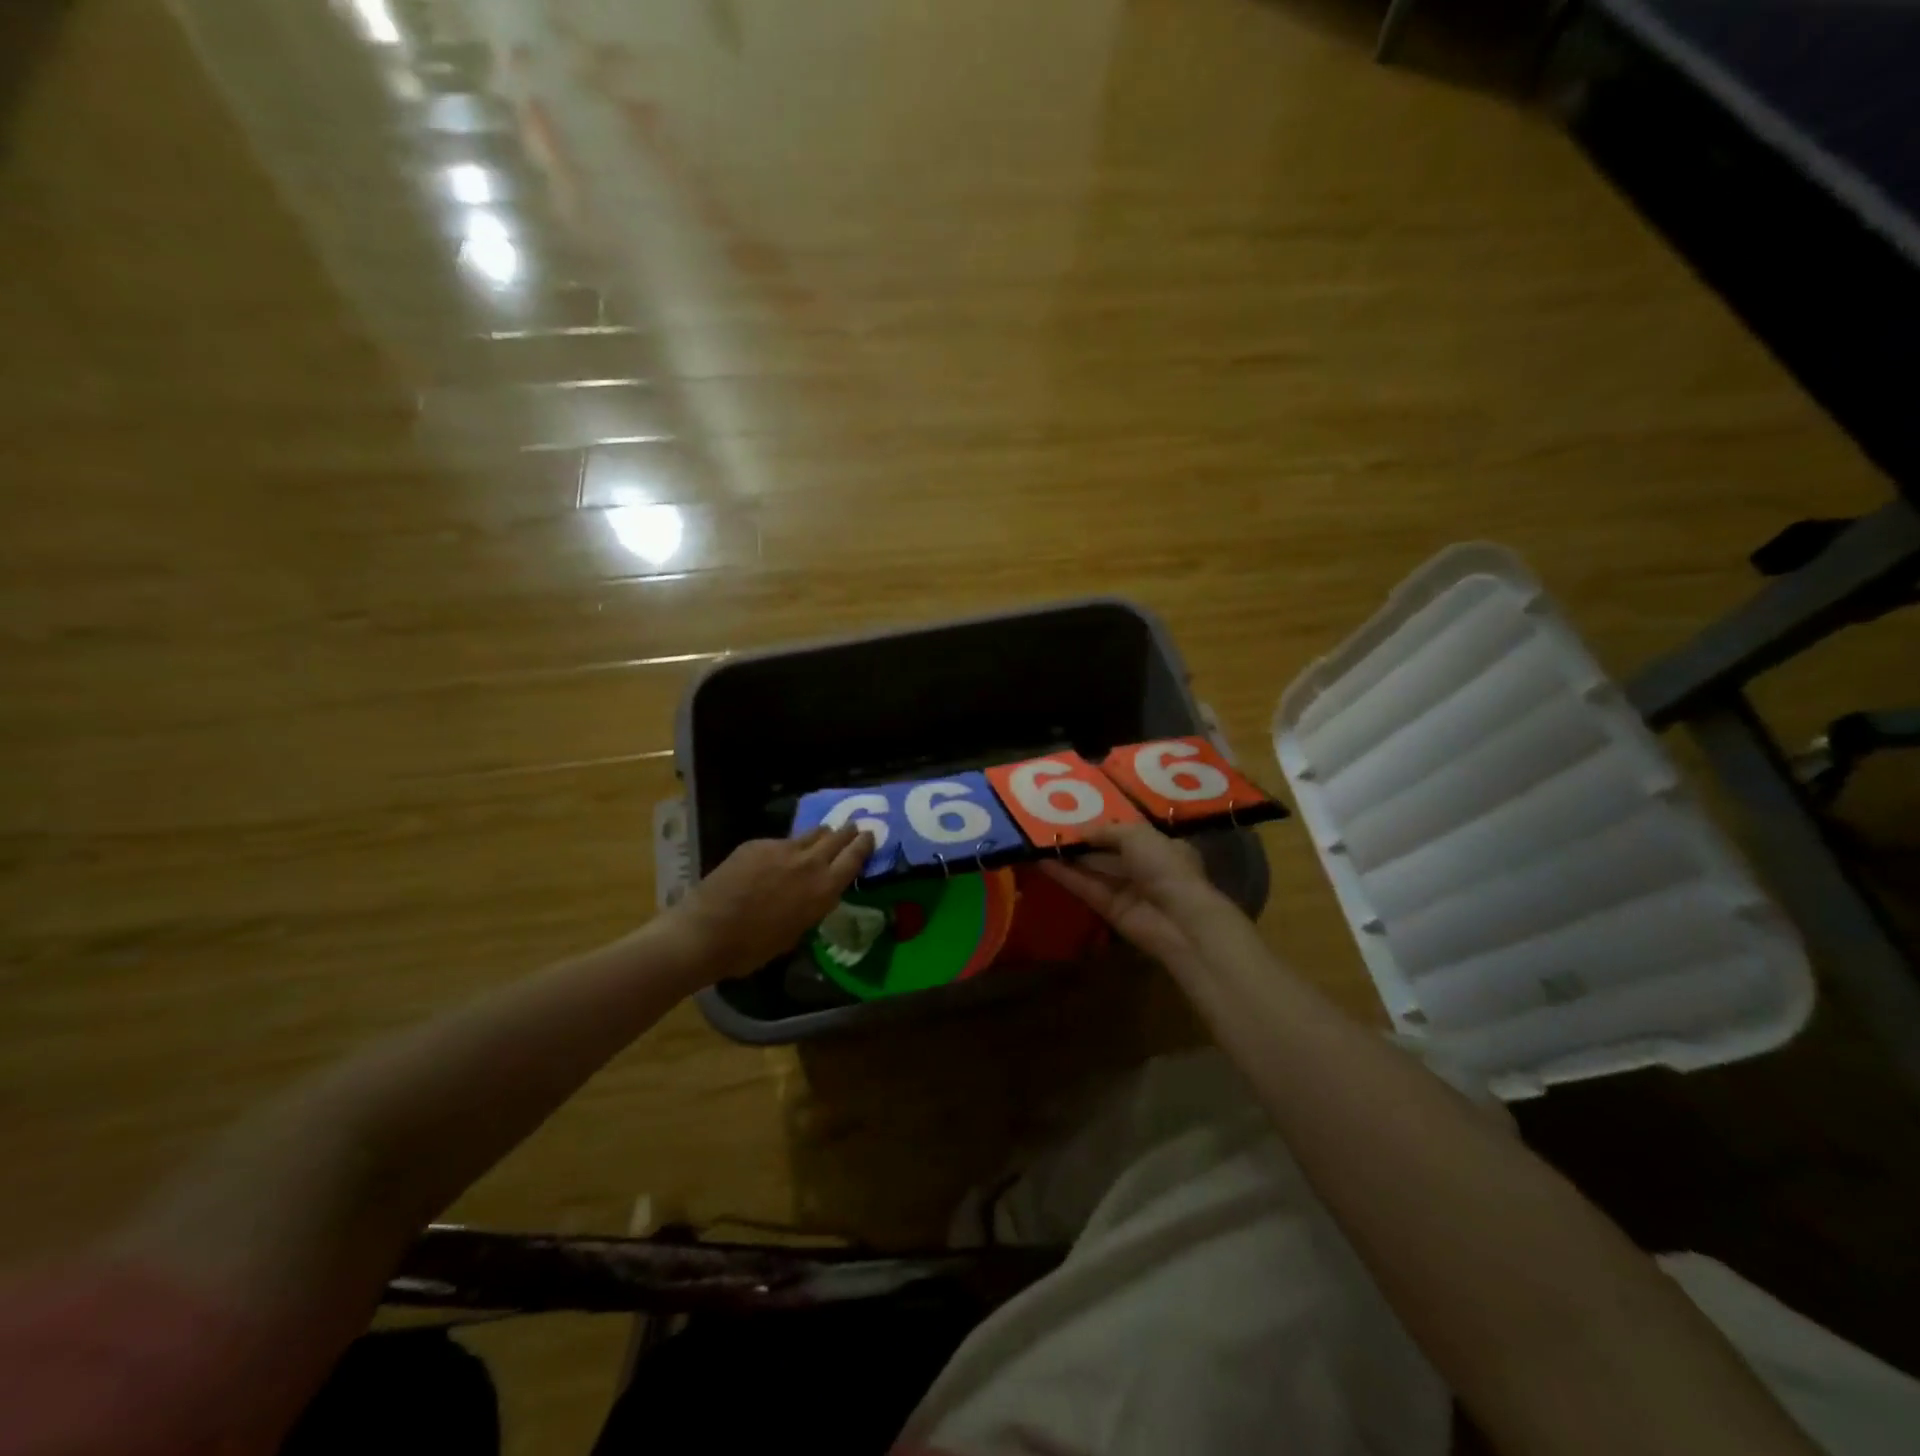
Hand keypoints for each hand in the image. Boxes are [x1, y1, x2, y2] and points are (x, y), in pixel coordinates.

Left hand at [673, 824, 874, 979]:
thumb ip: (812, 906)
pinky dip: (785, 847)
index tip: (870, 836)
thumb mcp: (795, 933)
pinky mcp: (757, 844)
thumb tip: (814, 894)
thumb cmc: (752, 948)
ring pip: (810, 834)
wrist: (706, 932)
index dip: (864, 845)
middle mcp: (809, 863)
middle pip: (836, 837)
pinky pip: (780, 841)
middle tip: (852, 829)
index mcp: (823, 890)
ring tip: (822, 836)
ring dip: (820, 835)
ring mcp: (782, 848)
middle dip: (846, 833)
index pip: (854, 858)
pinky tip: (777, 857)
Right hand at [1039, 822, 1227, 969]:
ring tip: (1039, 841)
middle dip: (1083, 841)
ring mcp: (1129, 891)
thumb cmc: (1165, 867)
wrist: (1178, 920)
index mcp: (1163, 847)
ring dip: (1070, 858)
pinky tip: (1043, 861)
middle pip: (1109, 852)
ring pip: (1094, 870)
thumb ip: (1107, 830)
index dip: (1105, 824)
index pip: (1131, 833)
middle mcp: (1147, 868)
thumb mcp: (1137, 835)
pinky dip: (1066, 876)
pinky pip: (1086, 888)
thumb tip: (1081, 831)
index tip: (1077, 814)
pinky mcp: (1111, 911)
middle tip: (1050, 826)